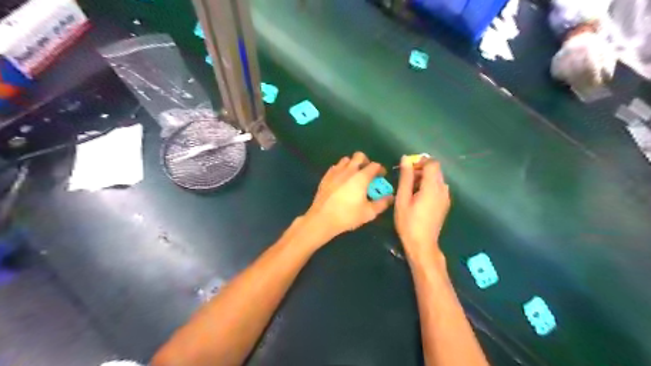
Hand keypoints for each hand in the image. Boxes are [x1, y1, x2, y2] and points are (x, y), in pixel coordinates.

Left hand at [304, 151, 390, 239]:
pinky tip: (342, 180)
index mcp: (361, 177)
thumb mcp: (369, 213)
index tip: (381, 176)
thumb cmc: (348, 215)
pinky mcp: (326, 176)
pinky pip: (336, 167)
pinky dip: (341, 169)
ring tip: (354, 175)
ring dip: (352, 164)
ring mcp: (336, 172)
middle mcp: (349, 170)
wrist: (322, 218)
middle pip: (359, 156)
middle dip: (366, 161)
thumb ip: (381, 203)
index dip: (380, 169)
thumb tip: (390, 197)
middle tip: (368, 172)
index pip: (374, 165)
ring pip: (346, 159)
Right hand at [395, 157, 451, 263]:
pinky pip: (438, 188)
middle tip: (406, 180)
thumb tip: (406, 159)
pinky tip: (418, 199)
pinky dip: (429, 187)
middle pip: (435, 170)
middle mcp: (442, 189)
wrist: (422, 244)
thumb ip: (405, 177)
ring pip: (437, 179)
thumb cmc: (408, 222)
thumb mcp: (403, 199)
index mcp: (432, 187)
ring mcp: (445, 197)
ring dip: (424, 179)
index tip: (407, 169)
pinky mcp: (445, 204)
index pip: (432, 163)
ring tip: (410, 190)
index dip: (420, 161)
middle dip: (421, 170)